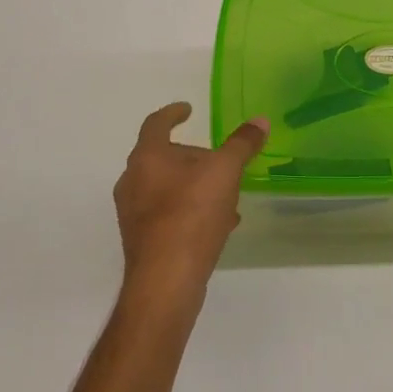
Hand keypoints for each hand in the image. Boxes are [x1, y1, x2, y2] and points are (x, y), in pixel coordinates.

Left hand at [113, 102, 267, 303]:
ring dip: (194, 185)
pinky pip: (168, 213)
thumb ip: (242, 144)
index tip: (188, 109)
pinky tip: (219, 223)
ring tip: (226, 194)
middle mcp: (132, 181)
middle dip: (192, 155)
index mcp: (147, 157)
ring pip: (167, 187)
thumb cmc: (191, 215)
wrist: (165, 282)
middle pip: (162, 156)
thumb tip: (259, 121)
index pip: (156, 123)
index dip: (173, 113)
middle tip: (220, 159)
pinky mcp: (141, 240)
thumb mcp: (225, 172)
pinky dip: (190, 210)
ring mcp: (133, 213)